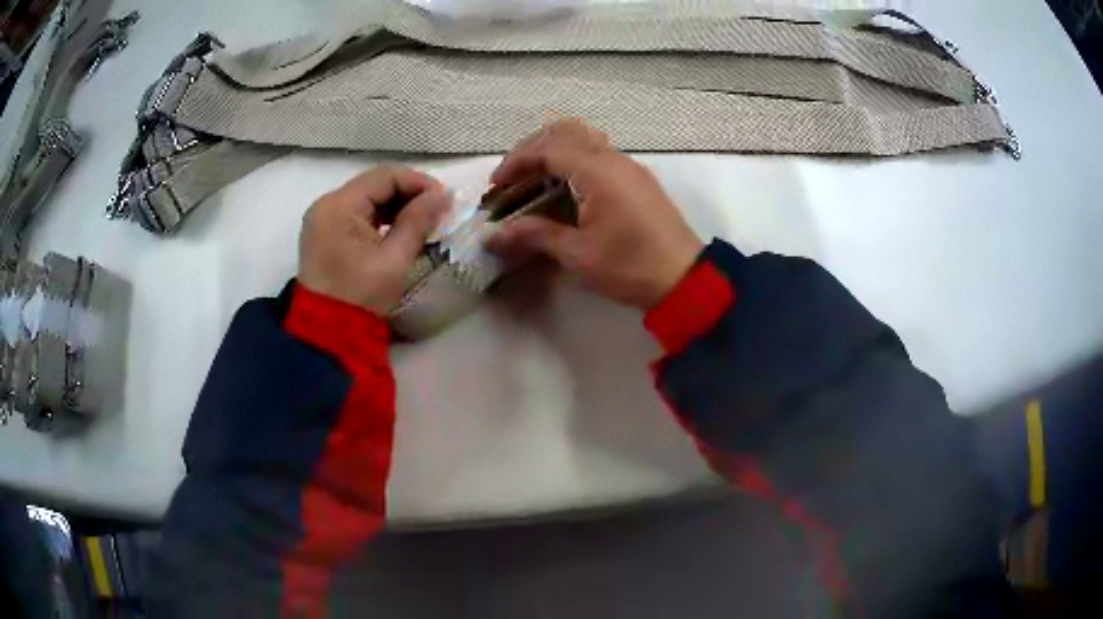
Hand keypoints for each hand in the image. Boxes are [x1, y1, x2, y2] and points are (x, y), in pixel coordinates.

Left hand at [298, 166, 448, 314]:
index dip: (418, 182)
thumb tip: (443, 194)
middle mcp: (327, 204)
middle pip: (374, 184)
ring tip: (423, 221)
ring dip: (395, 206)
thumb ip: (418, 220)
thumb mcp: (394, 259)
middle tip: (437, 210)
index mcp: (339, 206)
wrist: (327, 334)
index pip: (385, 176)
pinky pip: (356, 214)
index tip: (445, 199)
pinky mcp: (324, 234)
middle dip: (408, 193)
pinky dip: (380, 218)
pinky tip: (399, 230)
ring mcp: (323, 219)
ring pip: (366, 198)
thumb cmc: (361, 296)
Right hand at [487, 119, 703, 309]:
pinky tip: (565, 187)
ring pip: (585, 138)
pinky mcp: (638, 179)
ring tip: (535, 179)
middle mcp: (614, 159)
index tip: (496, 185)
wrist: (685, 279)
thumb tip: (495, 235)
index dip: (516, 161)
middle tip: (513, 176)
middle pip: (565, 132)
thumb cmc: (629, 267)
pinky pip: (600, 153)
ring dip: (555, 150)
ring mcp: (629, 166)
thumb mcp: (578, 254)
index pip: (547, 148)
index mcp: (597, 171)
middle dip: (533, 148)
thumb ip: (535, 235)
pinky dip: (575, 159)